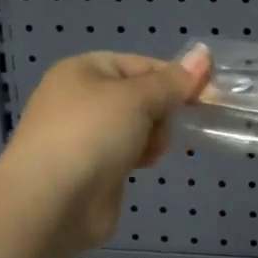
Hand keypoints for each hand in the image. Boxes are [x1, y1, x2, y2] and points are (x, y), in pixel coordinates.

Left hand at [0, 47, 210, 250]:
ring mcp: (85, 134)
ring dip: (154, 135)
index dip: (175, 77)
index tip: (206, 94)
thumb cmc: (92, 135)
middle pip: (142, 95)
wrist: (50, 203)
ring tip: (151, 151)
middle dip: (162, 110)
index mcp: (84, 70)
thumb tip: (204, 53)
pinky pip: (129, 150)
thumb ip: (174, 81)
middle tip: (169, 125)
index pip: (143, 64)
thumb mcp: (138, 98)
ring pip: (139, 124)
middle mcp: (81, 98)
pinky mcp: (93, 166)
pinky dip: (141, 155)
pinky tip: (144, 165)